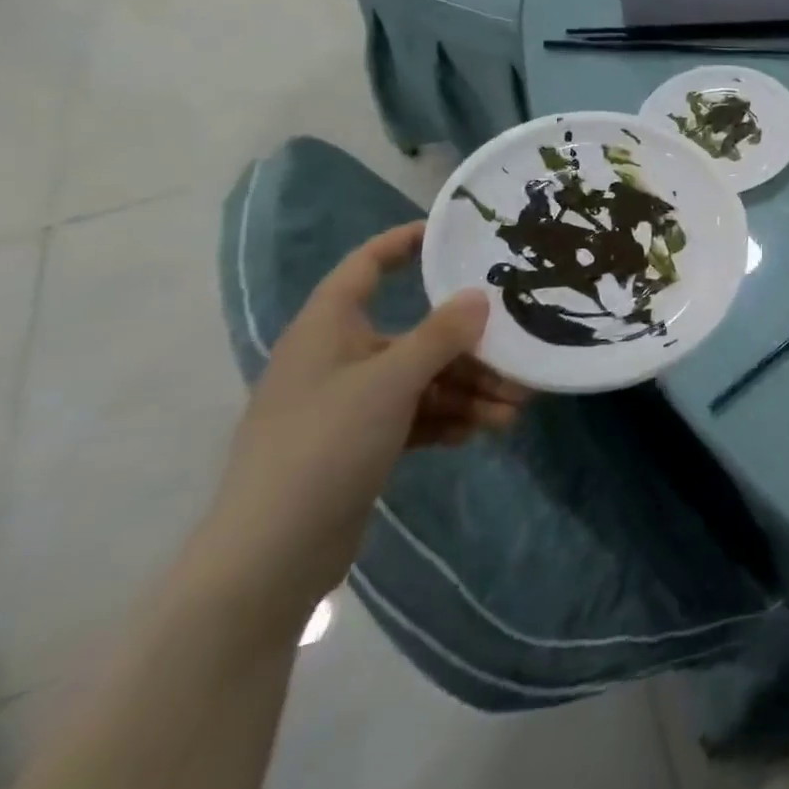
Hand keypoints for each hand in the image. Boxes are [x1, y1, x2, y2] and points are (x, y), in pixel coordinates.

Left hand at [196, 223, 528, 627]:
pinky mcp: (359, 444)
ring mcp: (348, 404)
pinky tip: (480, 431)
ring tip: (513, 410)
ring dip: (469, 391)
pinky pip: (415, 416)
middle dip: (470, 349)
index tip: (452, 234)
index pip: (365, 267)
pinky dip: (448, 419)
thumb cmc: (325, 444)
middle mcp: (338, 358)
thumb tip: (480, 296)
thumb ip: (441, 335)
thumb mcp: (391, 381)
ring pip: (422, 380)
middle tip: (518, 359)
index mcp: (329, 329)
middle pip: (415, 335)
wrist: (270, 554)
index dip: (404, 244)